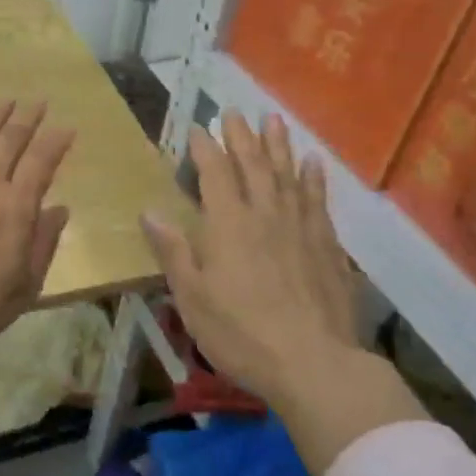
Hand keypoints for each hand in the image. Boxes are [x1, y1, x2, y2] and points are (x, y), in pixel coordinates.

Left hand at [0, 101, 73, 359]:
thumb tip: (59, 209)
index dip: (56, 141)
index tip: (66, 126)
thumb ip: (44, 242)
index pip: (43, 161)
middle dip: (28, 118)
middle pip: (11, 140)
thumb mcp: (27, 284)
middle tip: (38, 101)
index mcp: (18, 206)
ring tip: (6, 100)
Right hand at [142, 112, 423, 474]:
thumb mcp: (192, 297)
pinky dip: (313, 178)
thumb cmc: (241, 333)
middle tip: (234, 112)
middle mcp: (265, 214)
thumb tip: (149, 211)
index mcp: (228, 224)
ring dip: (279, 145)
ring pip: (288, 175)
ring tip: (273, 119)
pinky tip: (313, 164)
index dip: (205, 148)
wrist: (314, 363)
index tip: (198, 127)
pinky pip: (318, 201)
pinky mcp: (327, 245)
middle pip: (253, 164)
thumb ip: (173, 251)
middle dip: (241, 136)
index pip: (215, 173)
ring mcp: (300, 227)